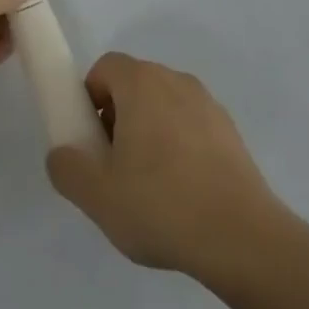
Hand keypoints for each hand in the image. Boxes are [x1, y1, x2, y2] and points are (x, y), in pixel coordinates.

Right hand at [46, 53, 281, 277]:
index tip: (91, 141)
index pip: (105, 68)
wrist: (244, 240)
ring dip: (149, 132)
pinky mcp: (231, 133)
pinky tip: (183, 195)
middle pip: (134, 85)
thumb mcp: (97, 196)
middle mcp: (175, 80)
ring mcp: (208, 105)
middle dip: (117, 117)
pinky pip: (191, 127)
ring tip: (150, 187)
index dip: (89, 99)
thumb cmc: (162, 206)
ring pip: (164, 106)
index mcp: (141, 83)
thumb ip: (67, 168)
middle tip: (114, 167)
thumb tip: (63, 154)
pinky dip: (180, 147)